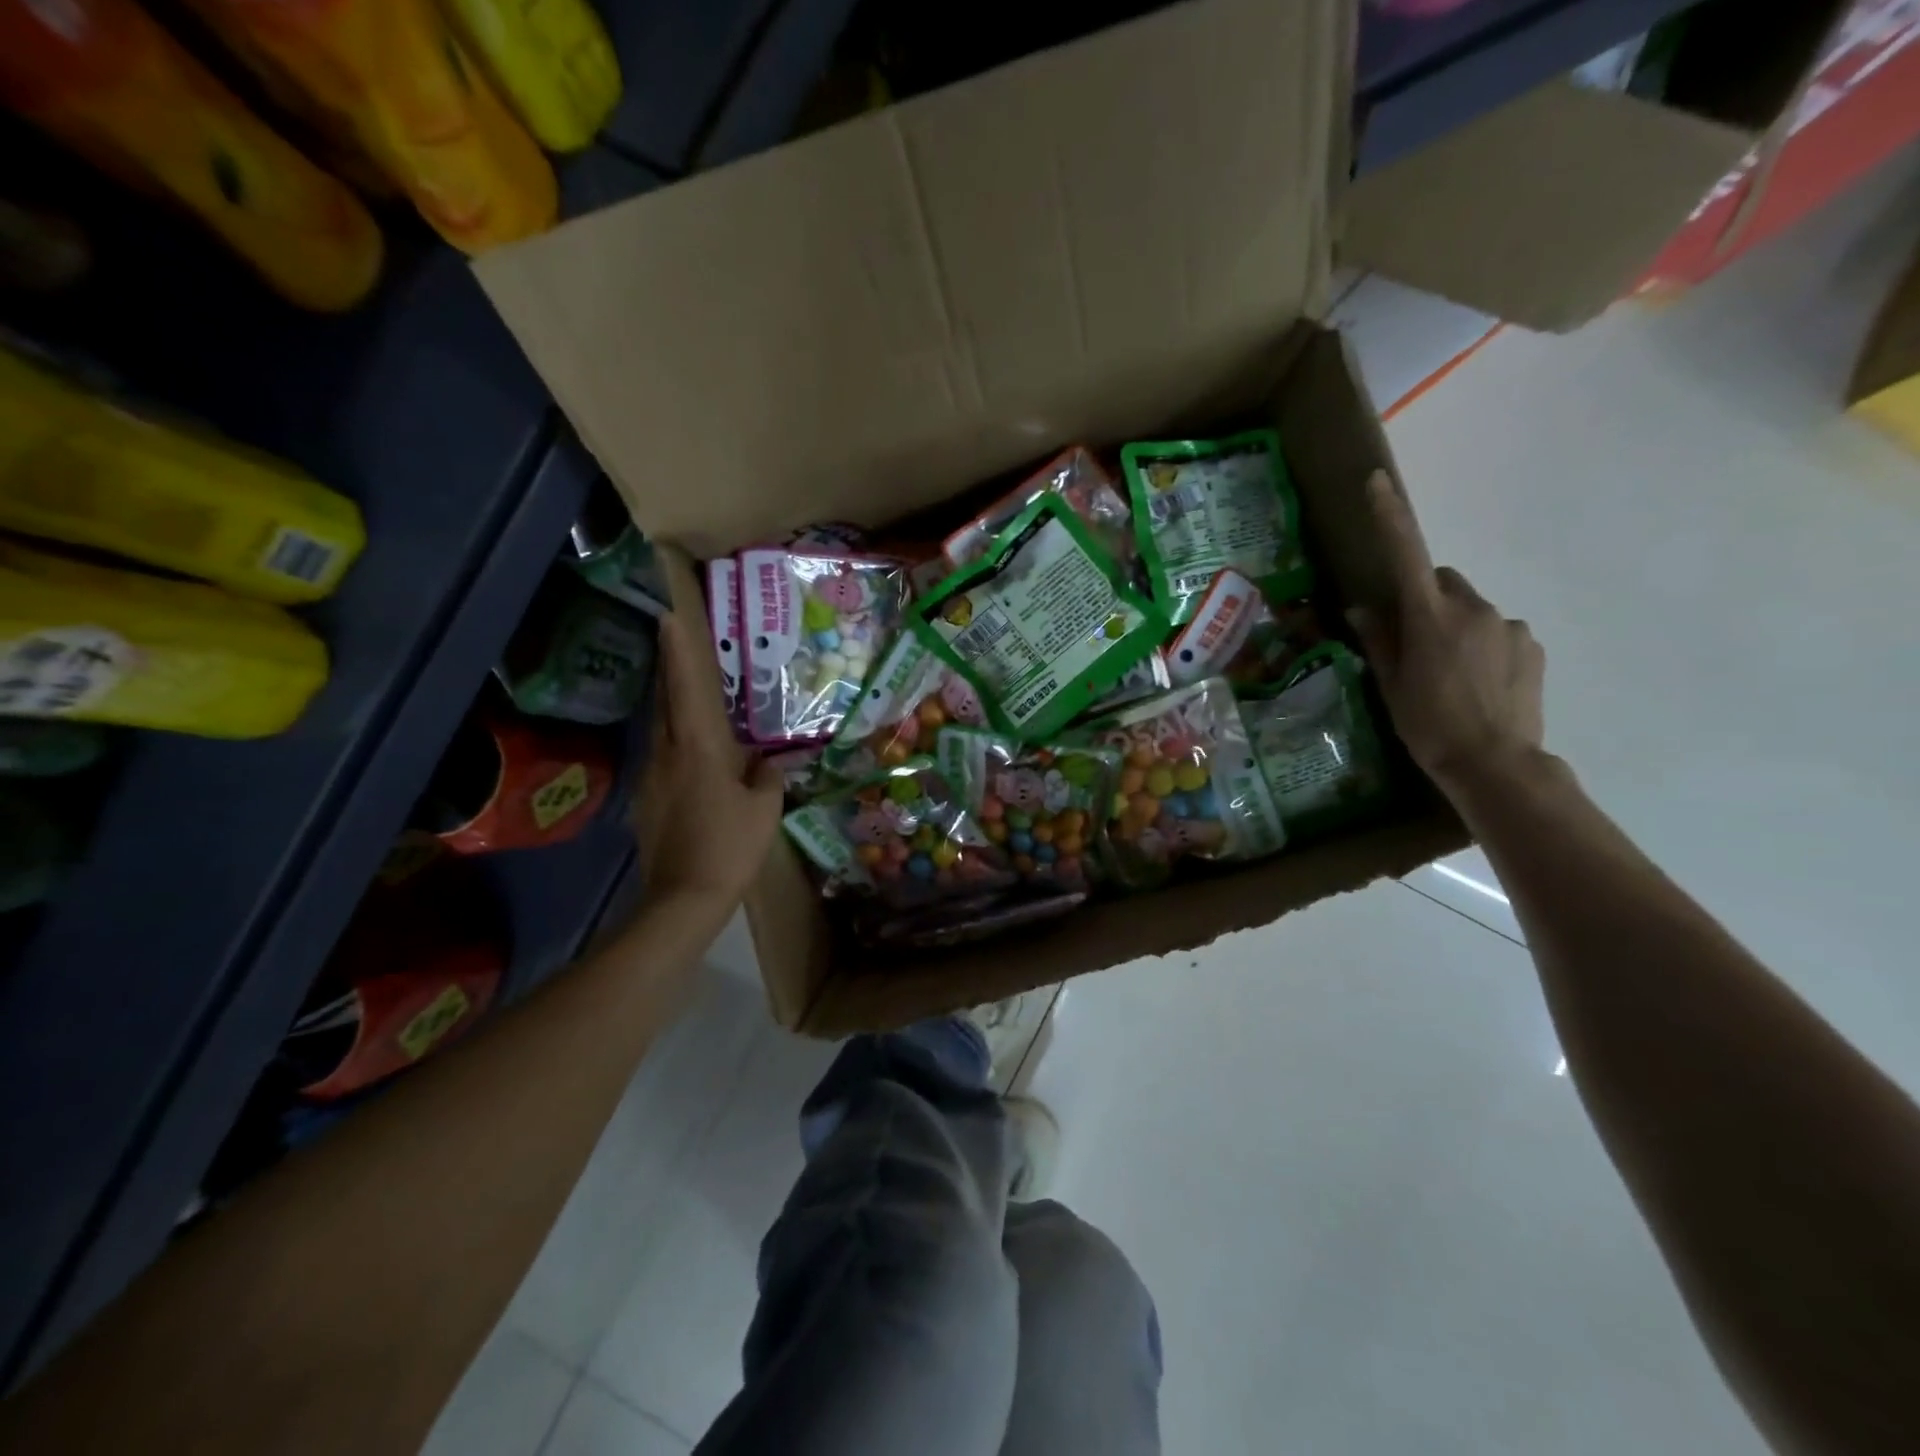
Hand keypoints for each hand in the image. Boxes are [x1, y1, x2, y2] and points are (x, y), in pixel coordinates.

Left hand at [634, 612, 783, 906]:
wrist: (683, 899)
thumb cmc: (730, 847)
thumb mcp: (764, 810)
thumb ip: (767, 778)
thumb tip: (766, 764)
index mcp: (698, 749)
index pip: (687, 690)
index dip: (678, 653)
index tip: (668, 619)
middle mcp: (666, 755)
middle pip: (665, 704)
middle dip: (670, 672)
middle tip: (675, 645)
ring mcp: (651, 779)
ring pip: (660, 732)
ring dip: (672, 709)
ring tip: (690, 697)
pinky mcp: (646, 802)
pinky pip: (662, 760)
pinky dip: (675, 746)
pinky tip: (693, 759)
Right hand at [1345, 471, 1545, 796]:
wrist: (1497, 764)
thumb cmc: (1429, 725)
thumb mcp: (1392, 685)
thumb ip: (1380, 641)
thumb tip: (1364, 609)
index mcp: (1430, 618)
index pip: (1406, 554)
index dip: (1390, 516)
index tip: (1378, 481)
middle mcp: (1473, 609)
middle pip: (1444, 582)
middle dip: (1428, 600)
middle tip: (1415, 644)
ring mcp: (1508, 626)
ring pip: (1471, 610)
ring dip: (1456, 627)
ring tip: (1449, 675)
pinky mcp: (1532, 645)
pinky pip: (1498, 632)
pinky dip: (1483, 646)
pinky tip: (1478, 684)